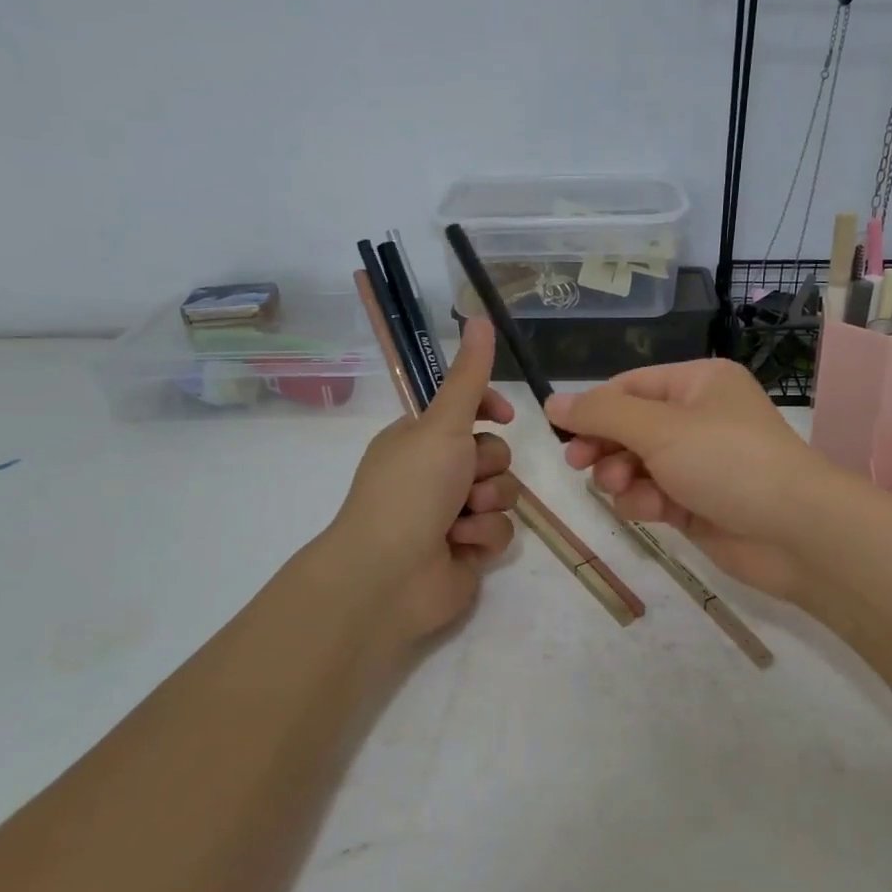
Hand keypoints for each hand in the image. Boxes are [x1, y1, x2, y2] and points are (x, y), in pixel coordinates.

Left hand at [315, 319, 518, 647]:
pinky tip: (459, 547)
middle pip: (495, 453)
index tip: (502, 416)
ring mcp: (452, 513)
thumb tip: (480, 316)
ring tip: (460, 520)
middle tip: (465, 479)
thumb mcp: (442, 424)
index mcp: (421, 439)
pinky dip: (483, 537)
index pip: (468, 411)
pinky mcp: (468, 550)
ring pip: (503, 492)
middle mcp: (436, 473)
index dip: (489, 411)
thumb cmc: (411, 489)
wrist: (388, 575)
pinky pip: (500, 531)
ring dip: (487, 504)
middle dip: (488, 467)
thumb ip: (470, 376)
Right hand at [546, 359, 833, 604]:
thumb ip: (601, 415)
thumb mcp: (659, 428)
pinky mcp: (699, 503)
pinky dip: (646, 502)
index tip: (559, 430)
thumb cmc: (727, 461)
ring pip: (638, 464)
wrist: (795, 531)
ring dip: (623, 476)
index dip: (594, 406)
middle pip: (631, 426)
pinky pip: (655, 495)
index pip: (631, 386)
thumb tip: (552, 401)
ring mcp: (700, 463)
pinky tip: (650, 511)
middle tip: (578, 463)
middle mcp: (700, 418)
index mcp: (699, 384)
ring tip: (623, 487)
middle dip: (605, 445)